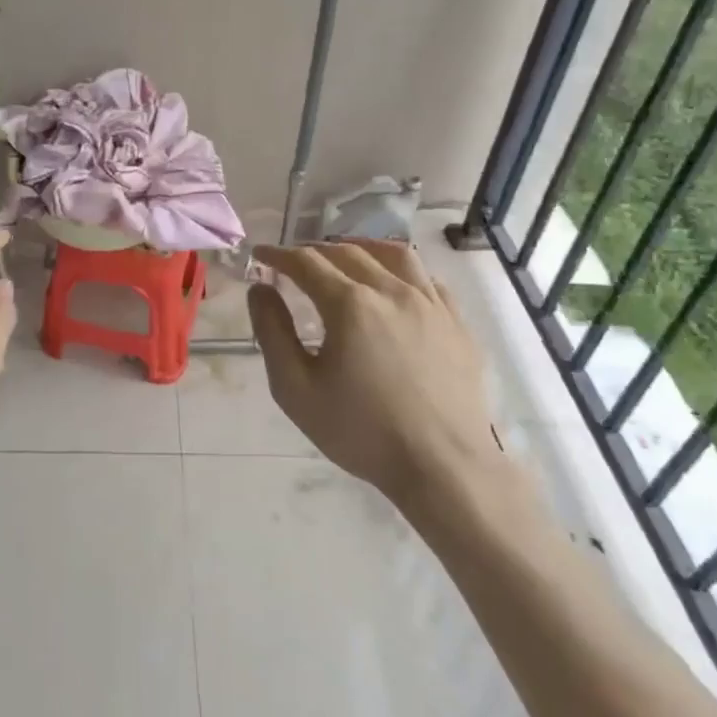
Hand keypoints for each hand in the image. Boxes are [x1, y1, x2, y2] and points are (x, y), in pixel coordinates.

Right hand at [249, 239, 518, 529]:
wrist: (444, 468)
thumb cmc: (362, 431)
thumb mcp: (296, 389)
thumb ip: (272, 333)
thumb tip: (260, 289)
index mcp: (350, 304)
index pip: (306, 262)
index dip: (278, 255)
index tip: (260, 255)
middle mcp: (391, 290)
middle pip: (347, 252)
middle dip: (313, 251)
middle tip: (294, 262)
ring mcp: (431, 304)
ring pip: (393, 254)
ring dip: (361, 248)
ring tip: (345, 255)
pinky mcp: (457, 323)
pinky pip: (427, 278)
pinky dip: (402, 270)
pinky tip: (394, 284)